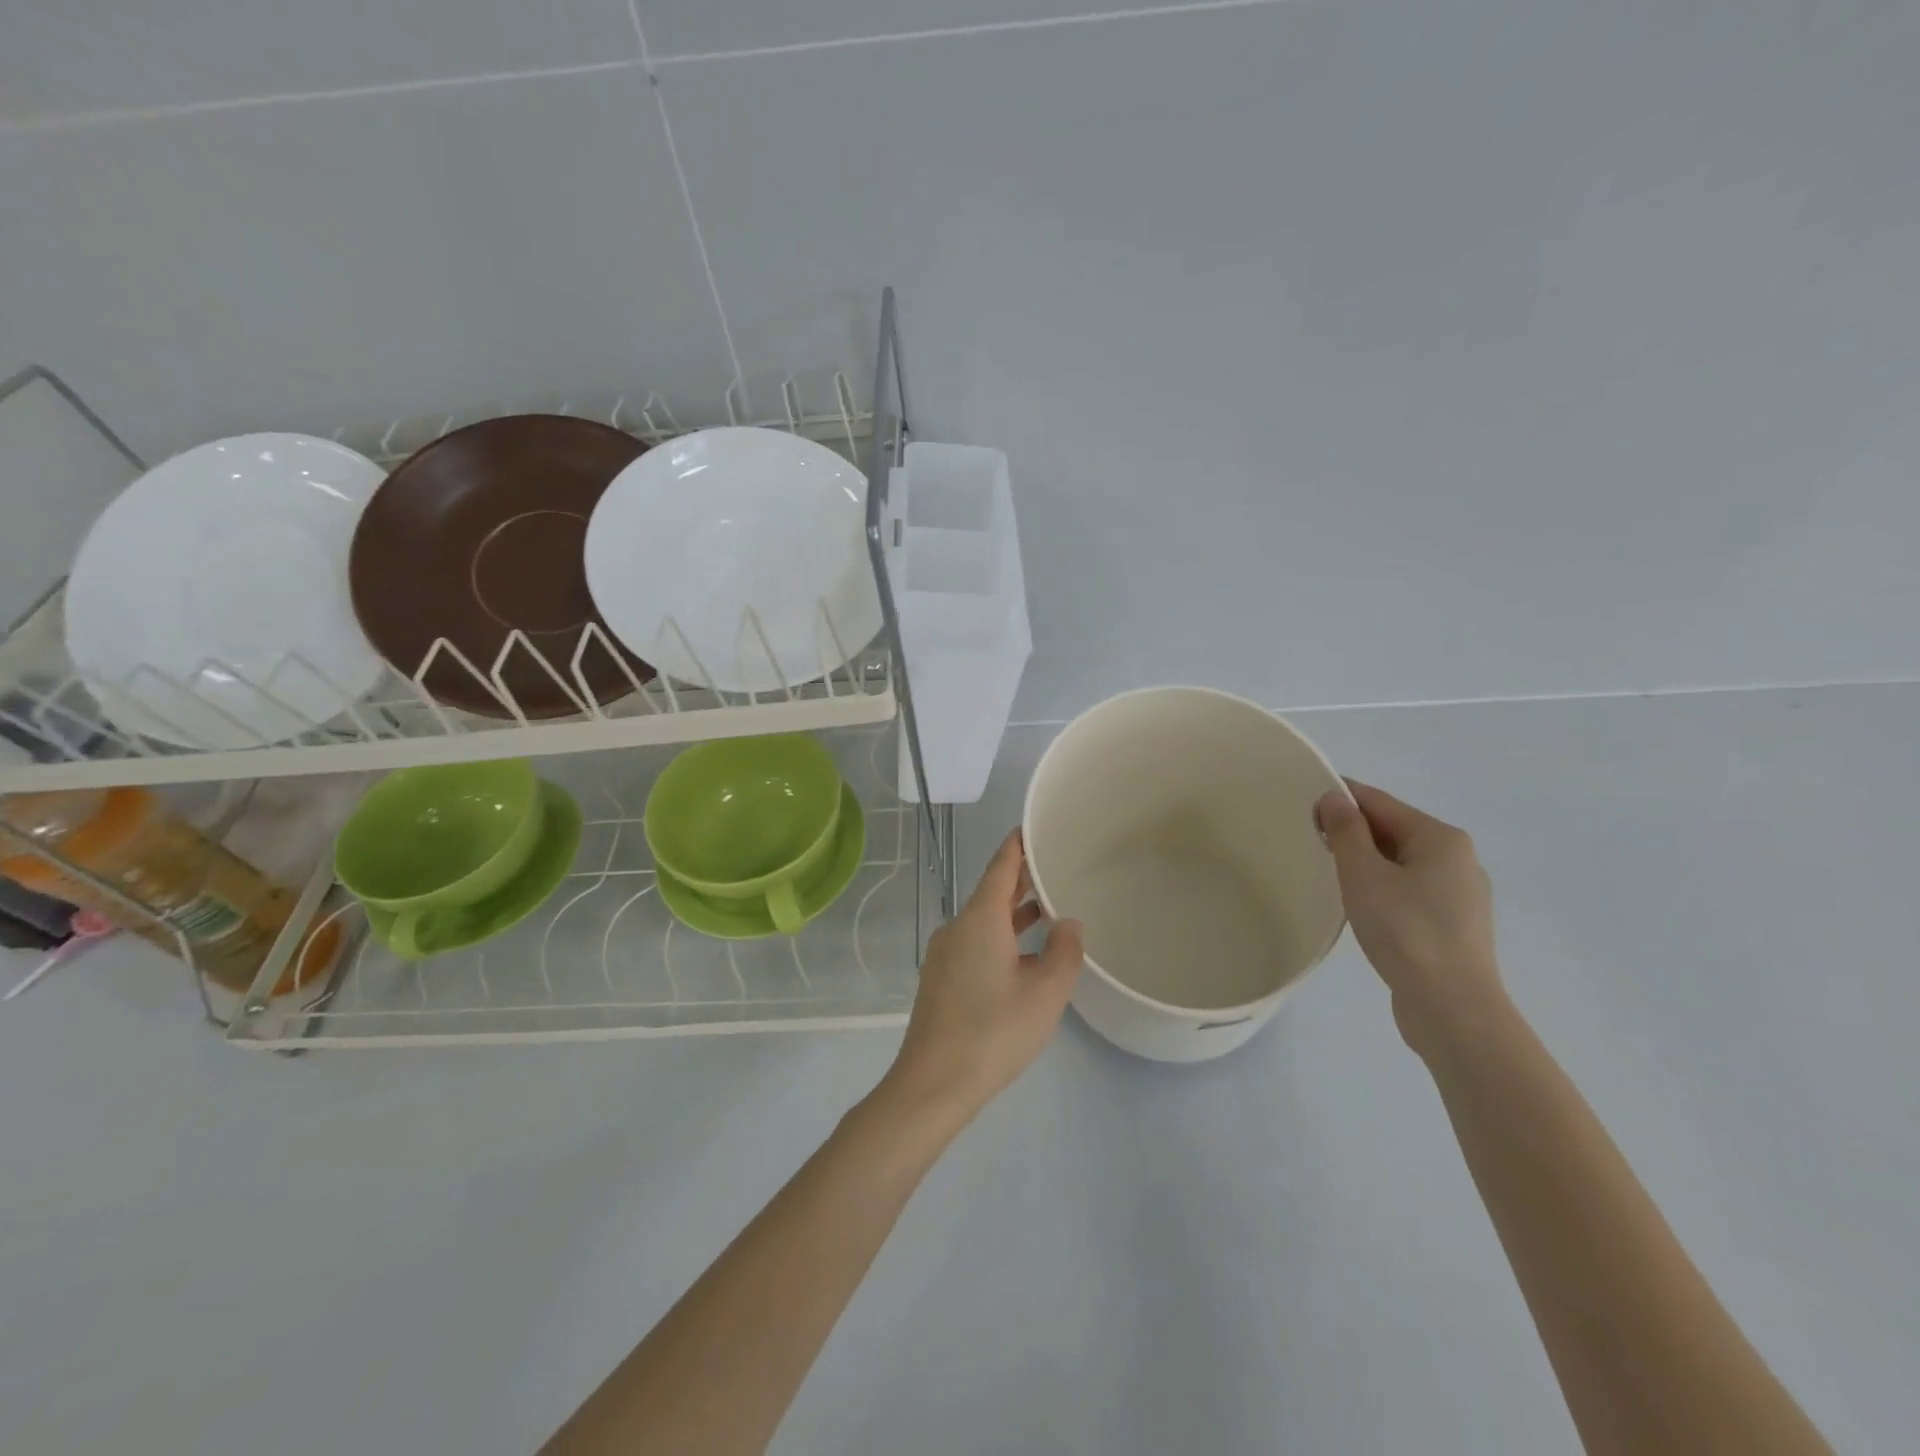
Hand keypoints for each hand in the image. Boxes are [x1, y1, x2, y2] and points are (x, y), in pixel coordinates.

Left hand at [883, 830, 1084, 1119]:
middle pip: (992, 891)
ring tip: (1049, 908)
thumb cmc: (994, 1032)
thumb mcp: (1045, 993)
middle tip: (1054, 865)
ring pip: (985, 920)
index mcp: (980, 919)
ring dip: (1014, 913)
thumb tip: (1068, 923)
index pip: (1001, 866)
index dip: (1018, 844)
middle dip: (1021, 878)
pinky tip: (1026, 958)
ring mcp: (946, 953)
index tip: (1034, 825)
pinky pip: (976, 943)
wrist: (933, 1082)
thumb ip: (1064, 952)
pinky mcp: (942, 978)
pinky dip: (1002, 938)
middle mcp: (958, 927)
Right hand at [1316, 780, 1507, 1058]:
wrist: (1452, 1007)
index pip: (1380, 802)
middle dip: (1352, 832)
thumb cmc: (1404, 931)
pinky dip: (1384, 888)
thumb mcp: (1362, 874)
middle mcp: (1459, 859)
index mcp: (1441, 838)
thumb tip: (1335, 797)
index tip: (1304, 806)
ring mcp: (1461, 894)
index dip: (1341, 798)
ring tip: (1332, 875)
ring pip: (1402, 862)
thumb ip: (1346, 830)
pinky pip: (1411, 890)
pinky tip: (1363, 907)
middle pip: (1394, 830)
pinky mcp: (1455, 925)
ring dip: (1367, 862)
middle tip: (1311, 842)